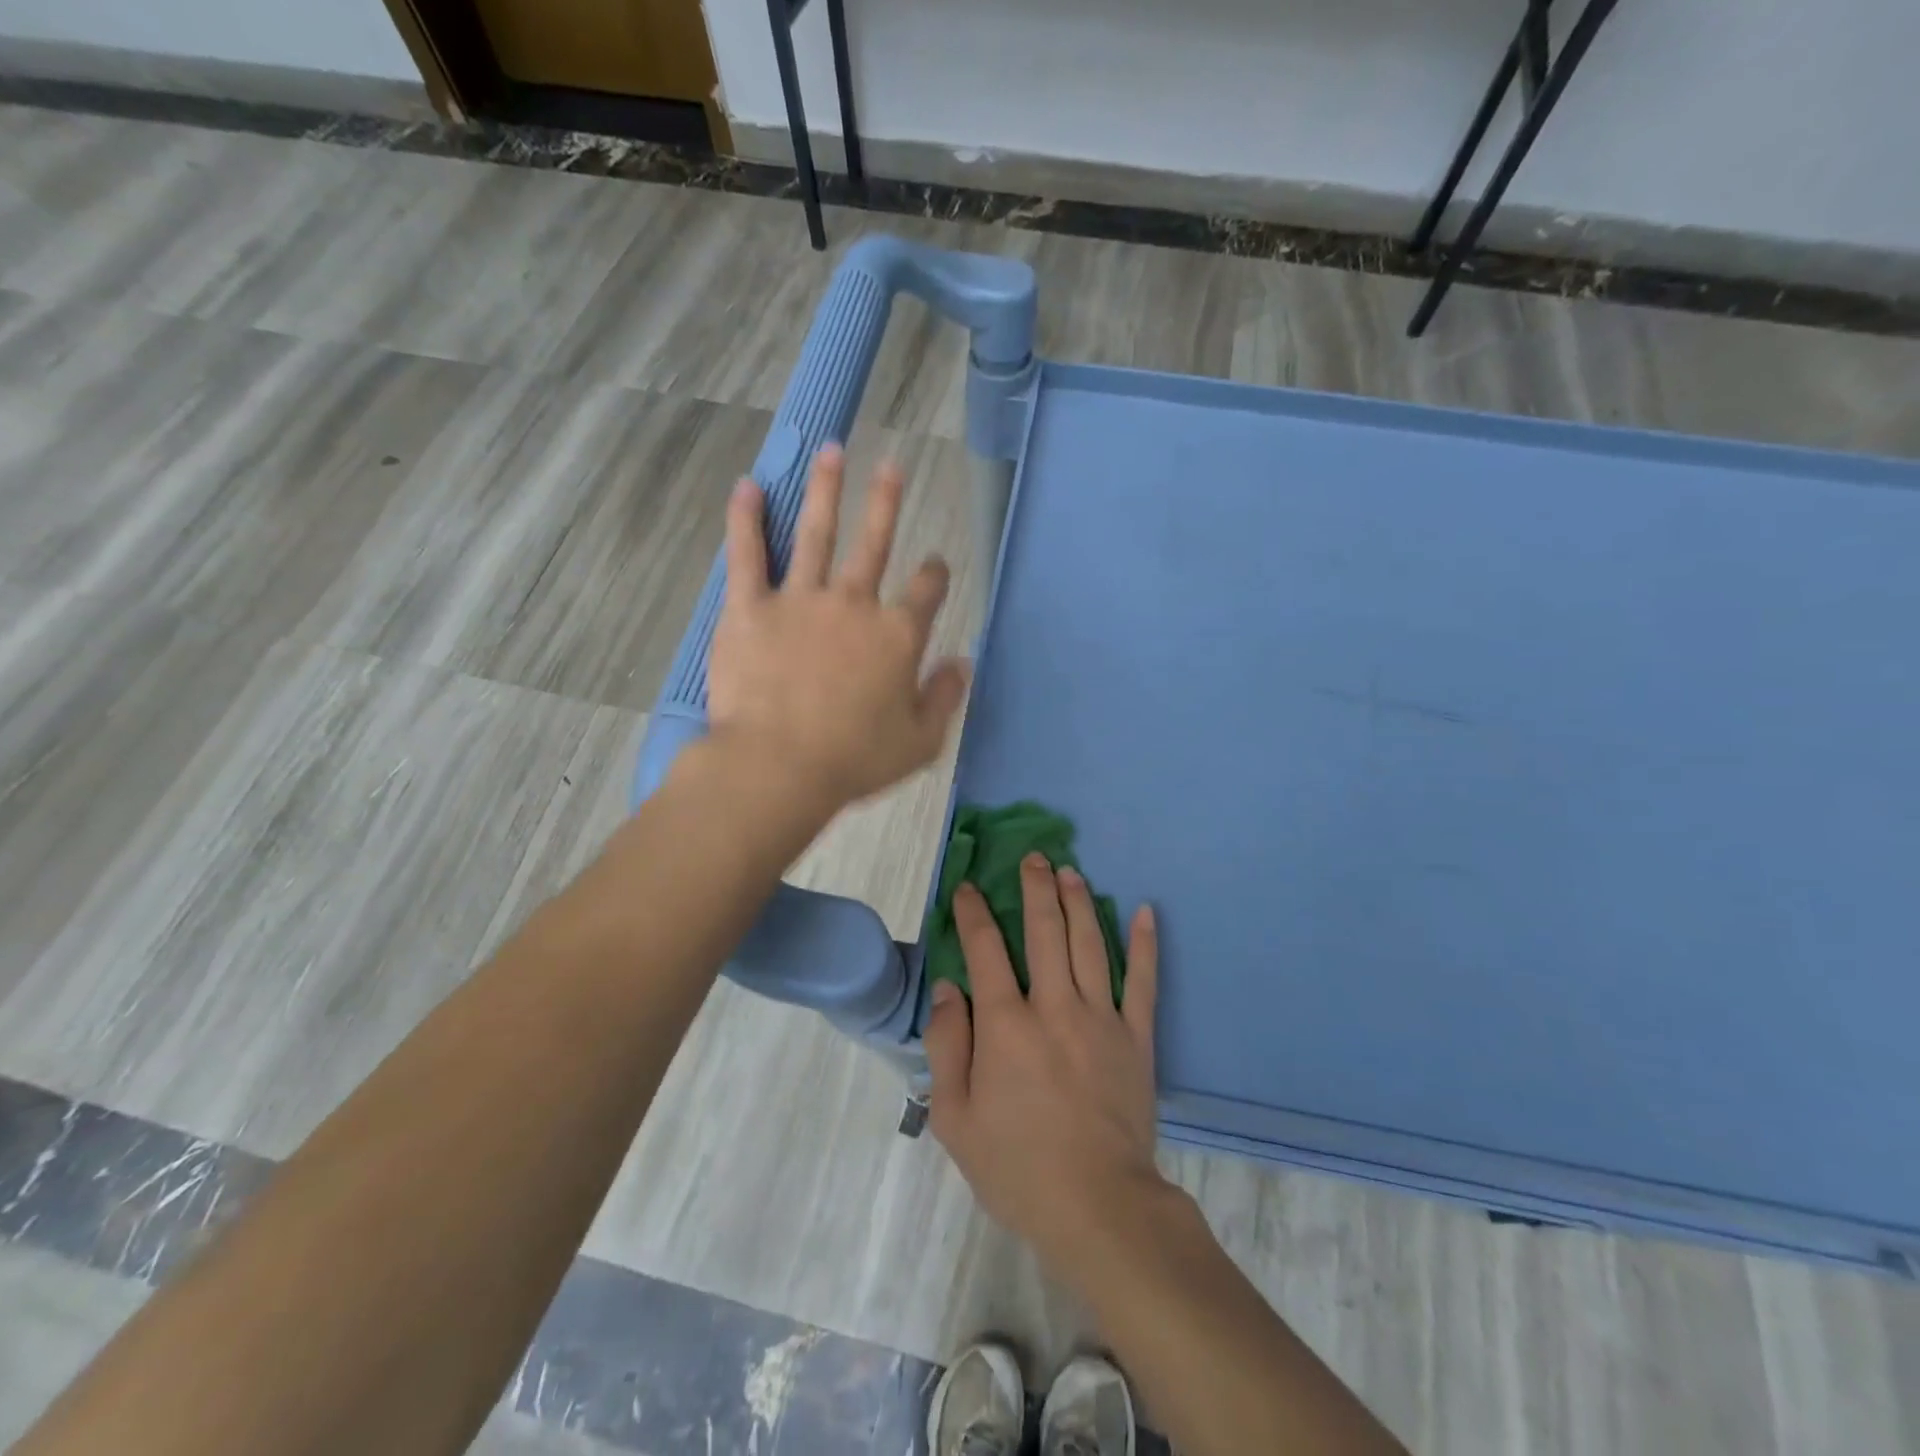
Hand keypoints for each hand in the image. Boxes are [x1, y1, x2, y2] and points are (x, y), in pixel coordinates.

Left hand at [709, 445, 970, 810]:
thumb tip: (963, 662)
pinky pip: (748, 555)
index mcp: (897, 636)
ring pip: (816, 533)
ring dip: (825, 489)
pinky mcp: (750, 608)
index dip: (935, 574)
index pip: (926, 591)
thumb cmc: (854, 760)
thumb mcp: (920, 741)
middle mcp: (854, 604)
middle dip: (885, 502)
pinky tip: (748, 486)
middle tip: (892, 465)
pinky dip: (746, 519)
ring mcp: (800, 600)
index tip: (935, 565)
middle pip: (873, 543)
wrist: (779, 766)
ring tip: (831, 451)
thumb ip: (945, 697)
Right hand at [924, 854, 1161, 1278]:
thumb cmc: (1017, 1165)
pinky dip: (1145, 944)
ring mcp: (1102, 1018)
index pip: (985, 950)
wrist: (1098, 1206)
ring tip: (1071, 871)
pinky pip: (1144, 981)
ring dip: (1079, 901)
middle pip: (1044, 930)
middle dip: (1035, 888)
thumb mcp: (955, 1117)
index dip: (973, 913)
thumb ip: (947, 1045)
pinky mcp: (1138, 1037)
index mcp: (1006, 1024)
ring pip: (1089, 943)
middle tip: (1034, 857)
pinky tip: (1145, 911)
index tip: (968, 888)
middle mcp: (1054, 1006)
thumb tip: (949, 987)